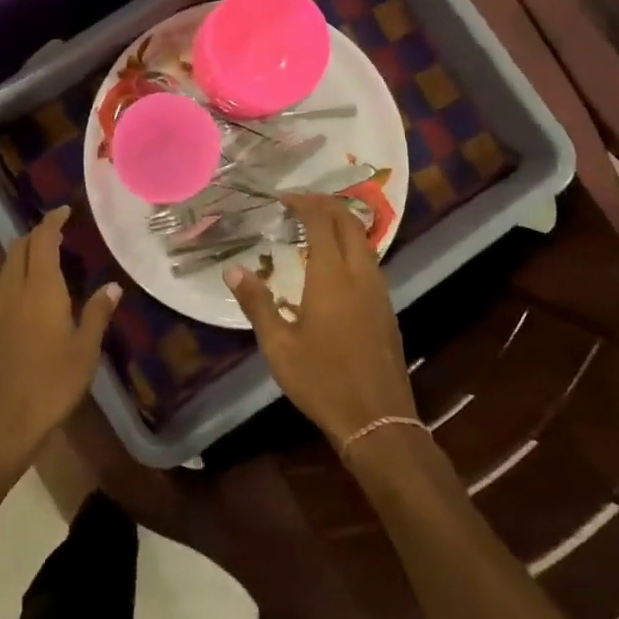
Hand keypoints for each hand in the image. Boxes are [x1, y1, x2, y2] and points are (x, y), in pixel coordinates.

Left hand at [0, 206, 119, 483]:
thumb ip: (97, 314)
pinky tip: (22, 315)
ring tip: (43, 275)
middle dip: (35, 237)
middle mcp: (9, 291)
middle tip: (55, 238)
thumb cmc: (48, 387)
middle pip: (18, 249)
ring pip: (4, 273)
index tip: (63, 211)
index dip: (52, 221)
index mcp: (39, 289)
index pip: (43, 240)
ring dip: (22, 264)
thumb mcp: (84, 353)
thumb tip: (112, 286)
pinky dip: (10, 291)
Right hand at [223, 194, 417, 450]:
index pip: (321, 222)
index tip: (284, 198)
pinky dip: (351, 247)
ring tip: (315, 227)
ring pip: (364, 241)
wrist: (377, 420)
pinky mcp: (387, 309)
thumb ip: (256, 303)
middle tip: (300, 203)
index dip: (304, 203)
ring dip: (342, 224)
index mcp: (332, 276)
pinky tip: (334, 265)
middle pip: (349, 222)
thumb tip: (232, 270)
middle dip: (326, 205)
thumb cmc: (322, 381)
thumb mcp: (278, 346)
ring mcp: (379, 291)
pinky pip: (370, 261)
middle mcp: (360, 275)